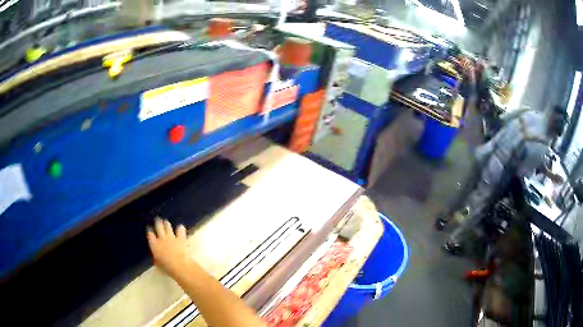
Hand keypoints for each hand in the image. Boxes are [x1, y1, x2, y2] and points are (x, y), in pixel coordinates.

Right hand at [146, 218, 189, 277]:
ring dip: (166, 224)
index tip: (149, 228)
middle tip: (157, 220)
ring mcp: (171, 237)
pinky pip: (180, 230)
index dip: (149, 230)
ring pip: (167, 226)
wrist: (179, 265)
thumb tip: (156, 259)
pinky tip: (180, 227)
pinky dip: (180, 228)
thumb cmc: (167, 267)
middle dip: (157, 222)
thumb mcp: (158, 264)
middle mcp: (161, 238)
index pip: (150, 234)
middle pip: (158, 227)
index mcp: (154, 245)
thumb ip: (156, 259)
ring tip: (166, 222)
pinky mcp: (180, 238)